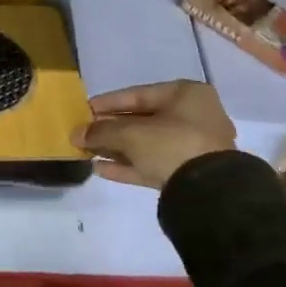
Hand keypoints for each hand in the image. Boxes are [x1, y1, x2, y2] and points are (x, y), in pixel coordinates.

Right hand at [74, 80, 235, 189]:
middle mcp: (193, 117)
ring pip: (146, 144)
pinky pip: (153, 164)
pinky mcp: (188, 174)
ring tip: (88, 152)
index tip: (85, 109)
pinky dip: (128, 165)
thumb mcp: (132, 134)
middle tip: (85, 132)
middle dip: (111, 128)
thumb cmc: (172, 144)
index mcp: (186, 94)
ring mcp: (193, 147)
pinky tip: (101, 169)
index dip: (108, 102)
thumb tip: (75, 134)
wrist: (210, 192)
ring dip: (117, 148)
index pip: (138, 94)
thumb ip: (102, 131)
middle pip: (142, 119)